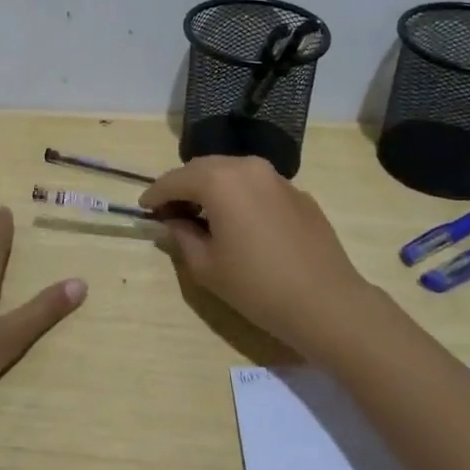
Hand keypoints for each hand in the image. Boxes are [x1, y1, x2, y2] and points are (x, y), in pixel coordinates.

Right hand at [140, 155, 376, 354]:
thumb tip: (171, 222)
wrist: (326, 302)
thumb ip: (181, 236)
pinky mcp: (298, 194)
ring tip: (203, 216)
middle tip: (170, 212)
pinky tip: (240, 224)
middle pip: (203, 168)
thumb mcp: (206, 266)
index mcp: (220, 181)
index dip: (155, 194)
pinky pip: (257, 186)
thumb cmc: (257, 286)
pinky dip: (240, 196)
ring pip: (232, 173)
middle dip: (183, 187)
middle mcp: (248, 167)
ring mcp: (277, 178)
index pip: (175, 179)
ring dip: (212, 188)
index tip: (143, 208)